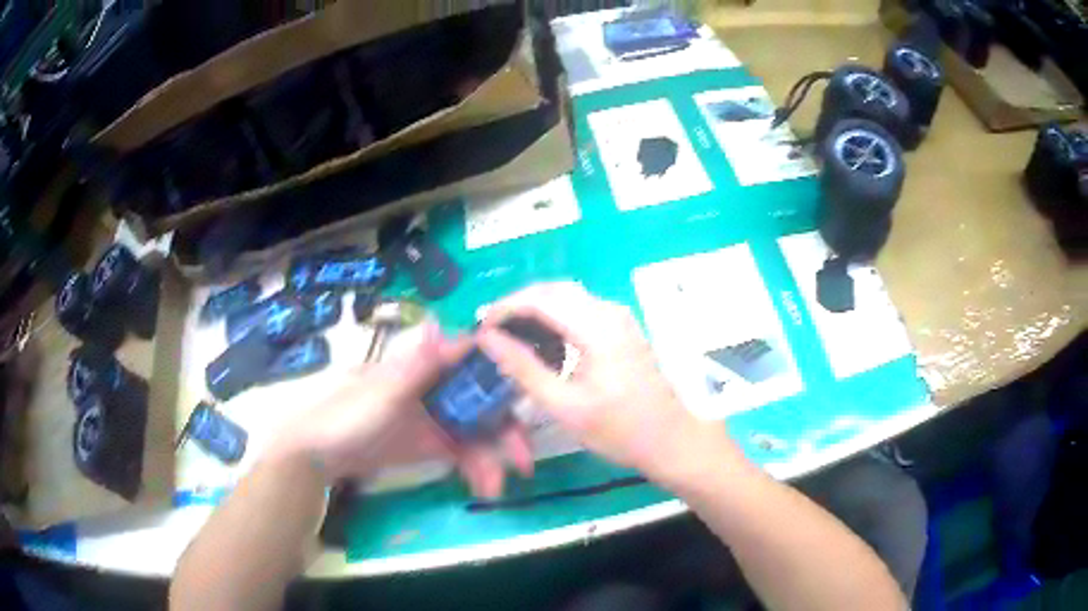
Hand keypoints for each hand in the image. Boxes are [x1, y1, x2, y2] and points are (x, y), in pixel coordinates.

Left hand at [269, 324, 532, 497]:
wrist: (318, 456)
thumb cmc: (346, 416)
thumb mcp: (380, 393)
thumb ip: (415, 367)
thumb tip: (441, 324)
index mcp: (424, 367)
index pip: (471, 360)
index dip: (503, 373)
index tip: (531, 394)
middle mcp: (436, 389)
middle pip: (483, 402)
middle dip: (507, 431)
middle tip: (524, 460)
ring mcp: (435, 419)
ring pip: (477, 432)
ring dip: (492, 458)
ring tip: (494, 488)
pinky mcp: (431, 445)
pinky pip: (463, 454)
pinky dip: (475, 469)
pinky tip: (483, 487)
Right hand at [477, 283, 740, 483]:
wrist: (670, 439)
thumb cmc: (618, 429)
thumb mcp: (563, 405)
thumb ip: (523, 368)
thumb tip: (487, 338)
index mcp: (597, 327)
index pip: (540, 299)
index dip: (504, 308)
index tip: (480, 329)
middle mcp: (609, 311)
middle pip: (553, 290)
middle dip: (518, 305)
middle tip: (492, 332)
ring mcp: (619, 317)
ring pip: (567, 296)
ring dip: (535, 309)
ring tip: (510, 336)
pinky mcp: (622, 326)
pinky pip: (580, 308)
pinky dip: (555, 316)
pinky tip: (542, 341)